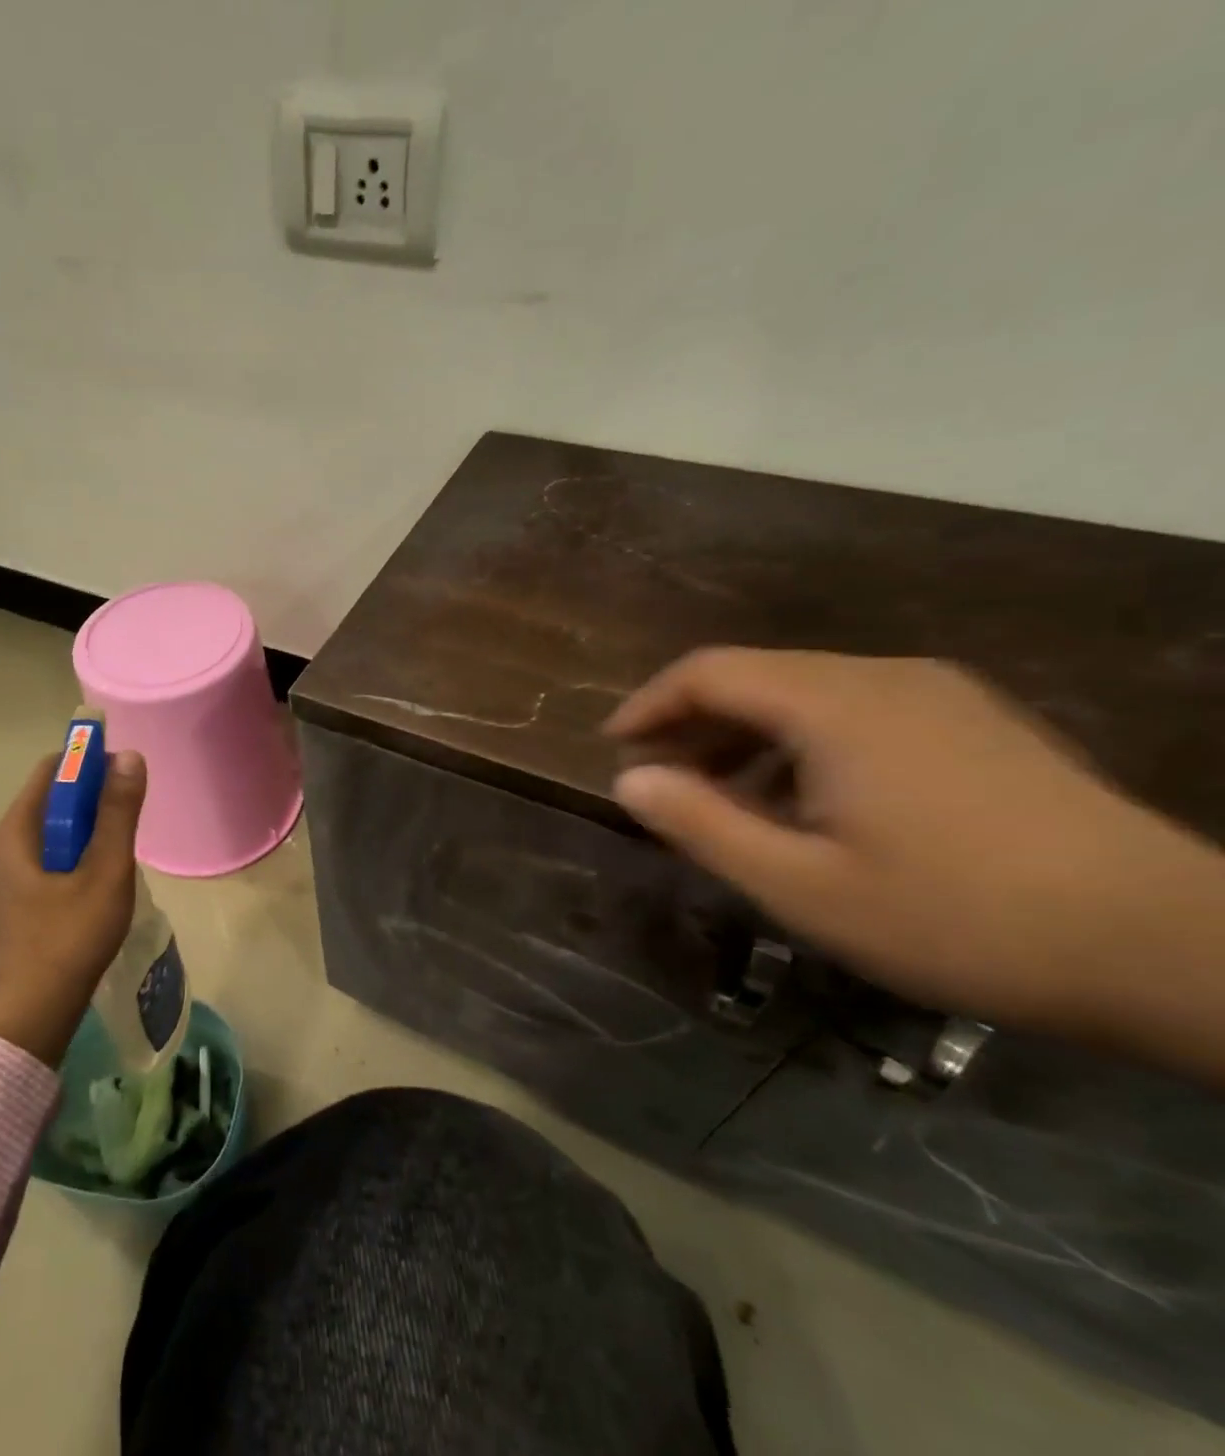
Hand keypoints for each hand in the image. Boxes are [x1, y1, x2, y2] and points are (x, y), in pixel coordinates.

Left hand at [0, 748, 146, 1067]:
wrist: (36, 1010)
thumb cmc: (70, 936)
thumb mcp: (104, 870)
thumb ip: (118, 813)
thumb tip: (129, 757)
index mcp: (18, 830)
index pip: (52, 769)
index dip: (89, 761)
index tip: (126, 773)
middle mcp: (10, 843)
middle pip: (55, 796)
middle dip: (95, 793)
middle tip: (133, 810)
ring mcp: (16, 871)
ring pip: (59, 827)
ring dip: (93, 823)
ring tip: (126, 841)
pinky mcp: (28, 894)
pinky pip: (59, 852)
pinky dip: (84, 848)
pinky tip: (108, 871)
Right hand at [603, 649, 1224, 1057]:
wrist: (1173, 950)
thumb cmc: (959, 918)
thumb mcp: (802, 886)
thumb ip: (702, 824)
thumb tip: (628, 780)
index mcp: (836, 705)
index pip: (709, 671)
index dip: (649, 705)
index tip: (614, 749)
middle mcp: (884, 678)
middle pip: (756, 676)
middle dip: (692, 723)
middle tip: (658, 781)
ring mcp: (938, 697)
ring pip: (805, 693)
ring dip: (743, 736)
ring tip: (721, 798)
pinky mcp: (973, 724)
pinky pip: (855, 712)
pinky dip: (799, 743)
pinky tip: (803, 802)